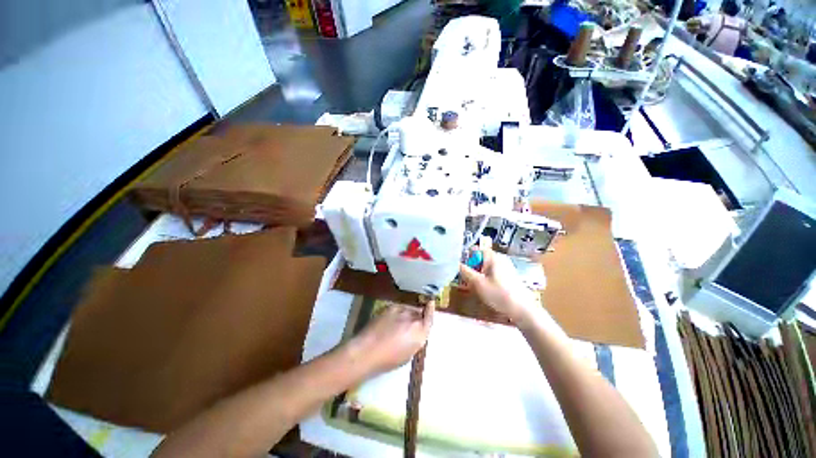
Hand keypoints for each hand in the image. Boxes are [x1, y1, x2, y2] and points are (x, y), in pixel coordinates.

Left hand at [349, 302, 433, 374]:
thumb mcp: (407, 354)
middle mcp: (413, 318)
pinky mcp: (390, 307)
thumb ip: (415, 339)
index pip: (429, 317)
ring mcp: (401, 310)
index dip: (431, 309)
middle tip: (410, 324)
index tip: (431, 302)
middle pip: (418, 313)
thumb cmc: (387, 359)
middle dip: (417, 317)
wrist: (367, 350)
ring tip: (397, 324)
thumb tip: (415, 332)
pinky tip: (389, 321)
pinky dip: (397, 312)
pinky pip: (398, 308)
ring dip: (406, 314)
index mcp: (419, 333)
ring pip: (408, 309)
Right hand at [459, 248, 558, 332]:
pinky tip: (486, 289)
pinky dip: (486, 278)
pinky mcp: (508, 275)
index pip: (475, 249)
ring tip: (476, 286)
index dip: (466, 257)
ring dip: (478, 274)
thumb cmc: (499, 294)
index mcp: (493, 256)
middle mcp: (500, 258)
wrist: (523, 310)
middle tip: (468, 280)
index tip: (461, 268)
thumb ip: (465, 272)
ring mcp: (505, 266)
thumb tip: (455, 263)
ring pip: (485, 266)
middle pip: (480, 258)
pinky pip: (492, 272)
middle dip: (472, 267)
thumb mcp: (478, 283)